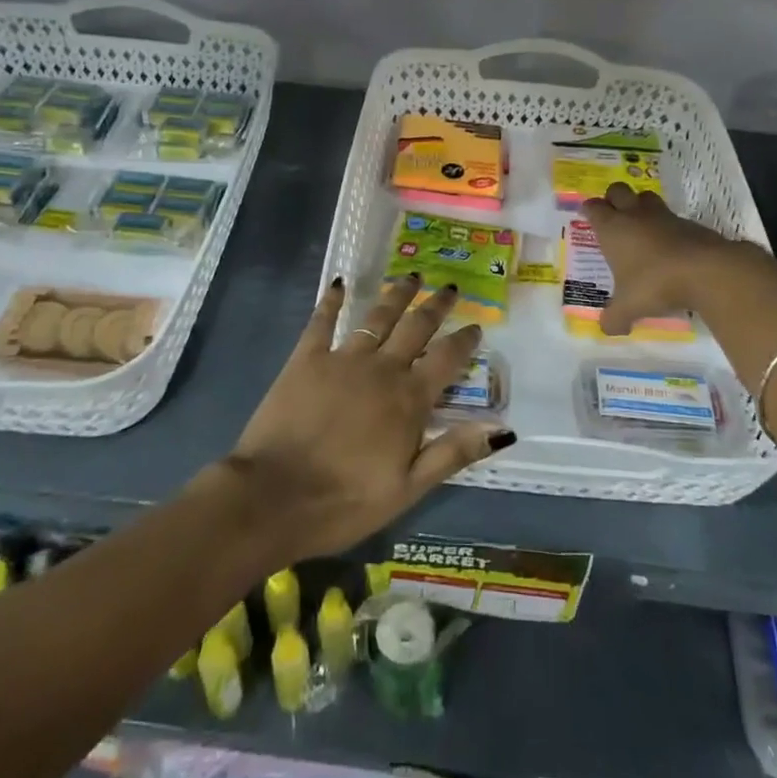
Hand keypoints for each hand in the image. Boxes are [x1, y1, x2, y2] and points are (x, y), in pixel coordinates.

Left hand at [222, 275, 515, 560]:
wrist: (273, 497)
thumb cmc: (345, 501)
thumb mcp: (408, 488)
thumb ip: (454, 452)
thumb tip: (503, 428)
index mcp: (408, 400)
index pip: (446, 360)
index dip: (463, 341)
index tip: (476, 325)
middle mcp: (381, 369)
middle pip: (416, 328)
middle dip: (436, 306)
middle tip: (450, 288)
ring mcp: (342, 359)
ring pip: (377, 316)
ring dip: (396, 294)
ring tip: (411, 276)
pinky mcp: (305, 359)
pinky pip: (322, 321)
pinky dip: (331, 301)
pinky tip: (339, 283)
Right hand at [580, 182, 759, 335]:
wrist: (707, 271)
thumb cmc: (655, 283)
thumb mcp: (629, 307)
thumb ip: (614, 318)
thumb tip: (607, 329)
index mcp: (613, 228)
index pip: (593, 207)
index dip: (589, 210)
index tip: (587, 216)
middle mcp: (635, 215)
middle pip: (618, 190)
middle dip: (613, 198)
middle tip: (613, 215)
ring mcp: (665, 216)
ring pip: (647, 197)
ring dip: (641, 205)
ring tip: (641, 225)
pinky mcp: (690, 223)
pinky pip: (673, 217)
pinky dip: (668, 226)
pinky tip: (670, 246)